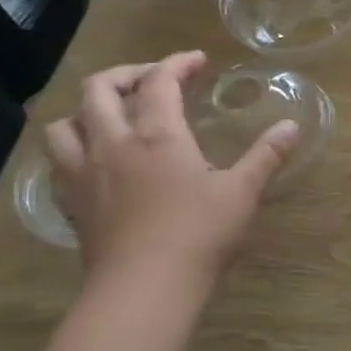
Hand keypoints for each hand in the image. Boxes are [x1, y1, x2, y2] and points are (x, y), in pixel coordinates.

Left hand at [44, 52, 298, 289]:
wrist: (143, 289)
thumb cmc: (198, 235)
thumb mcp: (242, 193)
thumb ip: (266, 155)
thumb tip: (291, 126)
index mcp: (157, 135)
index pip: (159, 81)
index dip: (177, 63)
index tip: (197, 61)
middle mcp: (113, 144)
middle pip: (99, 90)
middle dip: (126, 75)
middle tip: (152, 81)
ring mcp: (84, 173)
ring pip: (65, 123)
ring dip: (87, 110)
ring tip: (112, 116)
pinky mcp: (72, 203)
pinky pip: (59, 161)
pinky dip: (74, 147)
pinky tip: (96, 161)